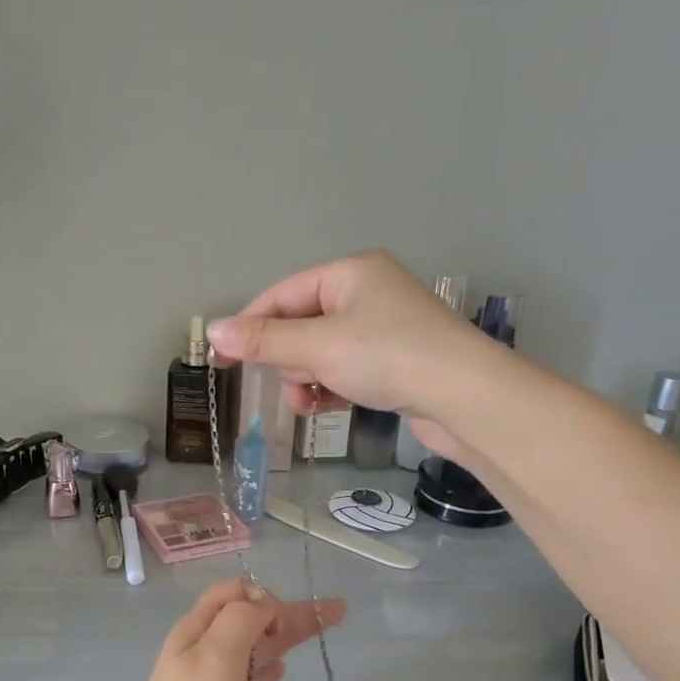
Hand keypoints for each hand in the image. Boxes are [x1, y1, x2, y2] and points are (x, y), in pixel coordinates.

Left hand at [105, 579, 344, 680]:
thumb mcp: (216, 652)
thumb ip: (242, 619)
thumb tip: (264, 604)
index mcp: (197, 627)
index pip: (233, 592)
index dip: (263, 595)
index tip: (284, 620)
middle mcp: (204, 649)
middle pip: (251, 619)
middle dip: (290, 612)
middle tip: (338, 611)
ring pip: (255, 649)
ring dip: (285, 638)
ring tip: (321, 631)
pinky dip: (267, 670)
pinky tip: (282, 669)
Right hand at [206, 250, 476, 450]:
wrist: (466, 397)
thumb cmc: (387, 357)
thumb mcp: (318, 346)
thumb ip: (264, 340)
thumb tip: (213, 330)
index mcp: (349, 273)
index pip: (281, 294)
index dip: (250, 326)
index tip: (222, 358)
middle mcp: (367, 292)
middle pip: (300, 323)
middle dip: (288, 358)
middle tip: (290, 382)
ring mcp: (384, 327)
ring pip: (321, 351)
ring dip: (306, 378)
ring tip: (308, 402)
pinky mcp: (395, 360)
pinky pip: (345, 368)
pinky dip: (330, 386)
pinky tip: (324, 407)